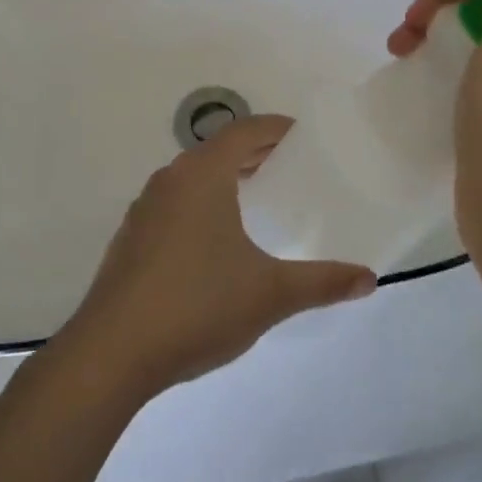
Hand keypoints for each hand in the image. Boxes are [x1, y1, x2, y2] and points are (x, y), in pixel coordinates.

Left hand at [62, 116, 377, 399]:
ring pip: (192, 177)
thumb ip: (322, 283)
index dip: (276, 128)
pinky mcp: (130, 240)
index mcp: (202, 176)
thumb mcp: (271, 294)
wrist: (112, 353)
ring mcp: (144, 210)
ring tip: (257, 198)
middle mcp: (169, 181)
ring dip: (225, 178)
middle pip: (217, 150)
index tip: (304, 135)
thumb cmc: (197, 306)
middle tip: (290, 166)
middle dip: (254, 153)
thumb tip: (370, 279)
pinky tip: (215, 240)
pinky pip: (174, 204)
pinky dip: (201, 204)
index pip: (244, 131)